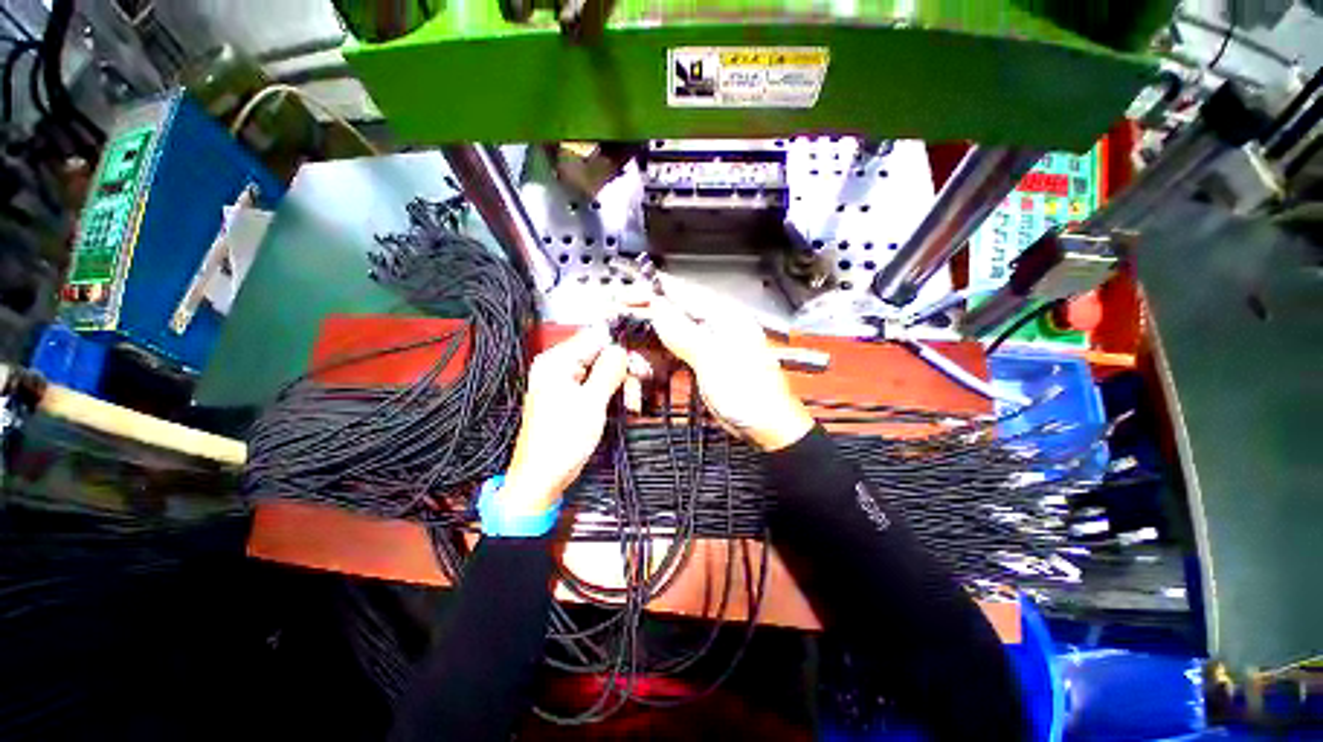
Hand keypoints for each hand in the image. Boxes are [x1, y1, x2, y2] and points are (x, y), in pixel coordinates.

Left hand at [502, 326, 627, 514]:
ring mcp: (566, 382)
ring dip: (622, 383)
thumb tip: (620, 348)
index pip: (595, 337)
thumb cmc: (560, 441)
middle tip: (639, 383)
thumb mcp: (591, 402)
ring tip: (631, 402)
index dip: (620, 348)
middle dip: (623, 368)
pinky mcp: (573, 397)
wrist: (543, 477)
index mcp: (556, 362)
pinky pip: (598, 384)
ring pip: (603, 369)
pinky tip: (624, 404)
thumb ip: (608, 370)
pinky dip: (613, 392)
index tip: (638, 364)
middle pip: (601, 353)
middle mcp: (559, 367)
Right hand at [643, 278, 814, 450]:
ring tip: (633, 348)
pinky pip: (676, 353)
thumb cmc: (750, 393)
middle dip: (646, 317)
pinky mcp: (704, 362)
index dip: (653, 292)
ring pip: (672, 334)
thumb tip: (658, 308)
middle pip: (674, 313)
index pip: (683, 294)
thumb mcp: (713, 359)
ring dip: (650, 341)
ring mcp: (710, 345)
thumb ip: (683, 333)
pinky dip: (660, 357)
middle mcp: (717, 326)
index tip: (627, 294)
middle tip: (621, 318)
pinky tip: (648, 363)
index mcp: (725, 317)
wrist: (765, 425)